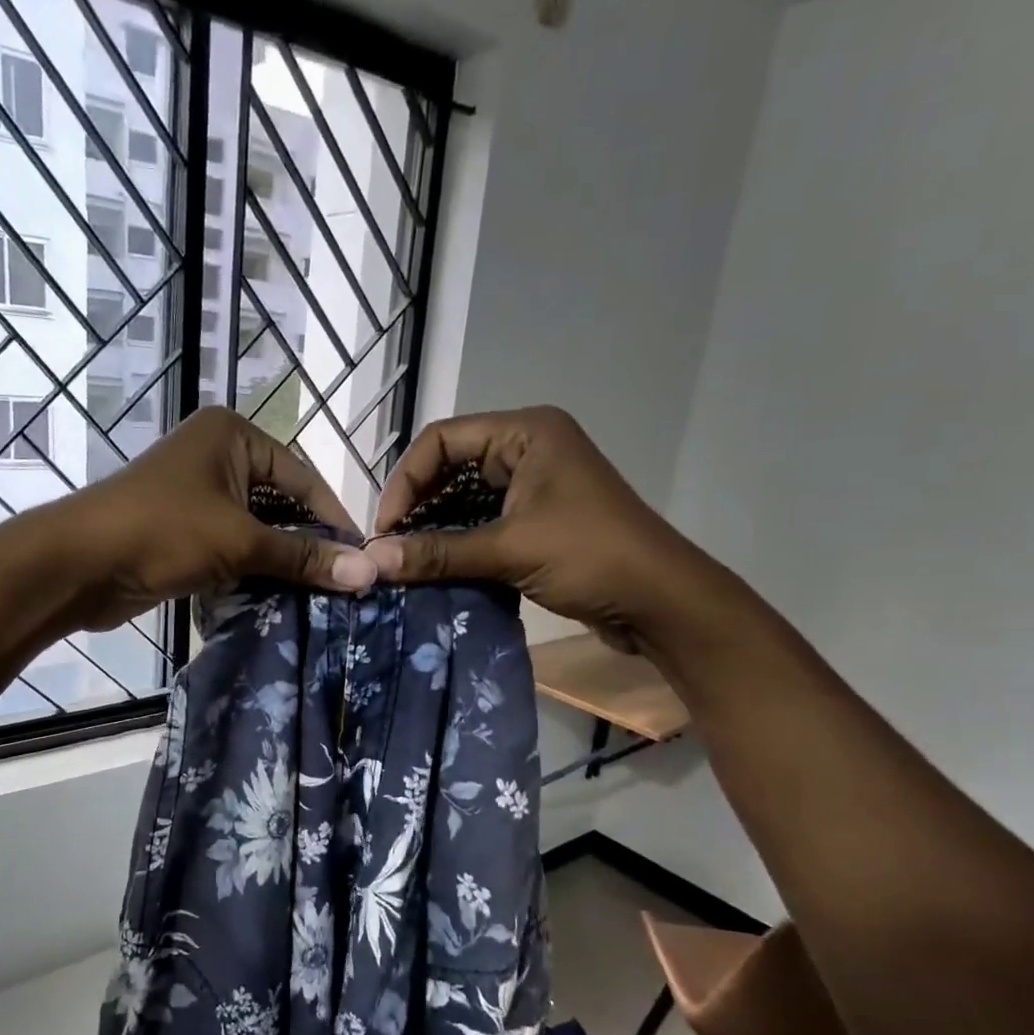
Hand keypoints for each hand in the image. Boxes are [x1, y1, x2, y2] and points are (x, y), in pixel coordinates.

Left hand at [48, 408, 378, 630]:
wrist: (77, 565)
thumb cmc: (162, 532)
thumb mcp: (240, 541)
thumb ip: (303, 557)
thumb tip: (368, 572)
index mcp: (233, 436)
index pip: (303, 477)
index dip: (333, 519)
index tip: (362, 559)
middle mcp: (217, 456)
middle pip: (281, 503)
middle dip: (307, 544)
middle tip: (343, 582)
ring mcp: (198, 495)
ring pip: (257, 529)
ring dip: (281, 562)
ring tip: (318, 595)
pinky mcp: (183, 531)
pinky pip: (232, 547)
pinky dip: (253, 570)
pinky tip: (279, 598)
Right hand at [363, 407, 722, 644]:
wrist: (661, 602)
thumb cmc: (590, 556)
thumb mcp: (509, 550)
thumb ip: (437, 553)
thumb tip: (373, 561)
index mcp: (525, 432)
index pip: (442, 440)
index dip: (406, 481)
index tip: (386, 529)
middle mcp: (527, 450)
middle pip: (451, 468)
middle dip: (418, 507)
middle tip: (391, 548)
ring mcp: (534, 486)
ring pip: (465, 499)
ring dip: (436, 530)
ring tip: (407, 564)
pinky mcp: (537, 520)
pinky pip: (484, 524)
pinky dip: (458, 545)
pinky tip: (435, 571)